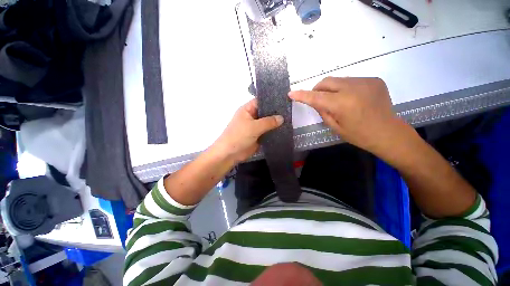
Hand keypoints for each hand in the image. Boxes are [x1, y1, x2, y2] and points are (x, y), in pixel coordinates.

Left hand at [213, 99, 283, 162]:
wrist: (230, 154)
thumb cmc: (238, 136)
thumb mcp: (253, 127)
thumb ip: (268, 122)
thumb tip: (281, 118)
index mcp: (247, 110)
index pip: (261, 101)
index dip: (271, 100)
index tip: (285, 100)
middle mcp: (252, 117)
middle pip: (265, 112)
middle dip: (276, 113)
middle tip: (290, 111)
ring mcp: (255, 127)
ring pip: (268, 123)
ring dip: (276, 124)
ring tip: (291, 120)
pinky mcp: (258, 137)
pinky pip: (268, 132)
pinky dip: (274, 132)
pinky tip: (285, 131)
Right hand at [289, 77, 405, 155]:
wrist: (388, 132)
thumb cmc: (359, 135)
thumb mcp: (335, 127)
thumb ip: (322, 111)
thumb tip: (316, 101)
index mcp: (342, 104)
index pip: (316, 97)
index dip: (302, 95)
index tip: (291, 93)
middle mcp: (353, 88)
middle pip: (327, 81)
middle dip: (318, 89)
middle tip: (319, 99)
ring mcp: (365, 81)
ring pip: (338, 80)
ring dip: (332, 89)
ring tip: (338, 101)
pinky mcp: (374, 80)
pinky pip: (351, 81)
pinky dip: (345, 88)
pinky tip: (352, 99)